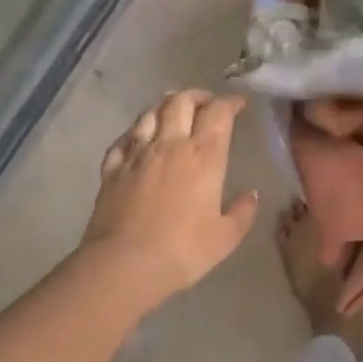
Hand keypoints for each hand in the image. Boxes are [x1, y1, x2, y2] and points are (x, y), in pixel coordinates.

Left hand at [81, 90, 258, 300]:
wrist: (124, 265)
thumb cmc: (183, 251)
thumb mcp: (226, 237)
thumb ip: (242, 212)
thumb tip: (251, 194)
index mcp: (204, 156)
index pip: (218, 113)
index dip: (230, 102)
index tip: (239, 103)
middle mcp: (170, 145)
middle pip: (181, 102)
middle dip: (197, 96)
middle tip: (207, 104)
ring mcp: (137, 154)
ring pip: (150, 113)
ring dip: (165, 105)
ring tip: (174, 110)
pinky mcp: (112, 169)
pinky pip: (123, 139)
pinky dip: (135, 131)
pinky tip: (138, 138)